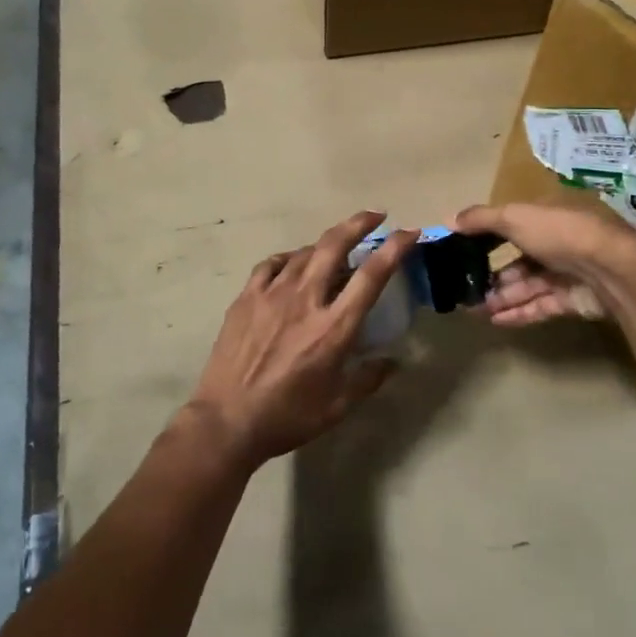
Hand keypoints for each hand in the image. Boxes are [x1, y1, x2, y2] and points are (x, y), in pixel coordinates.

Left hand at [188, 212, 417, 465]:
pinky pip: (271, 264)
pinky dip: (288, 258)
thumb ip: (368, 379)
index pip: (372, 276)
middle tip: (374, 216)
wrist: (226, 421)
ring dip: (325, 244)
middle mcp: (305, 300)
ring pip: (304, 252)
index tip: (409, 232)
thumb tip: (393, 362)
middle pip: (335, 246)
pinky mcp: (246, 298)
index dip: (395, 248)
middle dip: (358, 224)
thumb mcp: (337, 406)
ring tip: (335, 248)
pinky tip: (292, 264)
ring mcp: (272, 295)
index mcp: (334, 327)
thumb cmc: (287, 417)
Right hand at [452, 201, 635, 327]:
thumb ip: (481, 219)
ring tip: (473, 308)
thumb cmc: (559, 233)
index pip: (510, 225)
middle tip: (463, 288)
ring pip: (526, 286)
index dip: (485, 237)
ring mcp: (565, 274)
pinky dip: (517, 312)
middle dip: (490, 274)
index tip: (459, 250)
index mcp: (545, 217)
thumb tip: (448, 219)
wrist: (610, 270)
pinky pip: (538, 306)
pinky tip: (494, 320)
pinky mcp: (571, 301)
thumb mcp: (515, 217)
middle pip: (517, 260)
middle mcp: (556, 243)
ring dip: (500, 296)